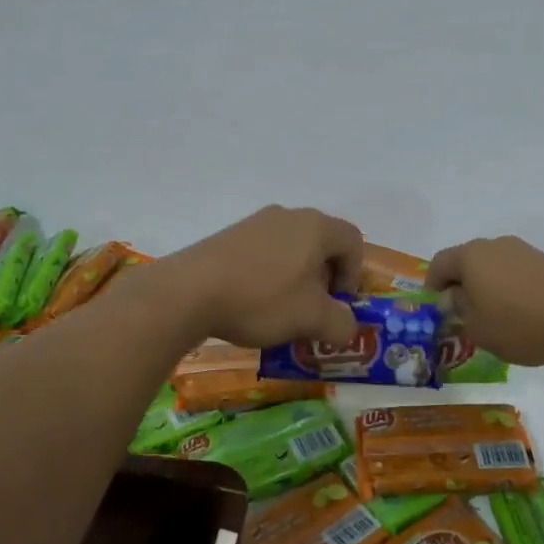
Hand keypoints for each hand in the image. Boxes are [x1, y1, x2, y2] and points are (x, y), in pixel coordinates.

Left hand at [149, 206, 363, 348]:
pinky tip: (252, 304)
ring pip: (291, 250)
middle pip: (321, 244)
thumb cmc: (262, 299)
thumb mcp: (312, 319)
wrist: (188, 292)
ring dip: (296, 280)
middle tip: (314, 311)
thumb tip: (347, 327)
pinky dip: (268, 277)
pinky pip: (263, 254)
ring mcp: (254, 223)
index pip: (353, 241)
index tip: (338, 304)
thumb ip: (341, 324)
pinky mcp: (228, 237)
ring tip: (282, 312)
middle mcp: (288, 216)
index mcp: (315, 226)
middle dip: (324, 280)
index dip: (354, 275)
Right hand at [427, 236, 543, 366]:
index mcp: (470, 256)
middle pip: (466, 262)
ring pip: (492, 267)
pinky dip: (509, 289)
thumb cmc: (521, 322)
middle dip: (460, 287)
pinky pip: (515, 273)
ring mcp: (523, 250)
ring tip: (494, 318)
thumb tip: (453, 297)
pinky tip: (520, 314)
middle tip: (462, 315)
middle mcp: (494, 245)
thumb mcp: (478, 327)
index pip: (438, 264)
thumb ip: (458, 310)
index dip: (432, 286)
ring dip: (486, 288)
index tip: (437, 310)